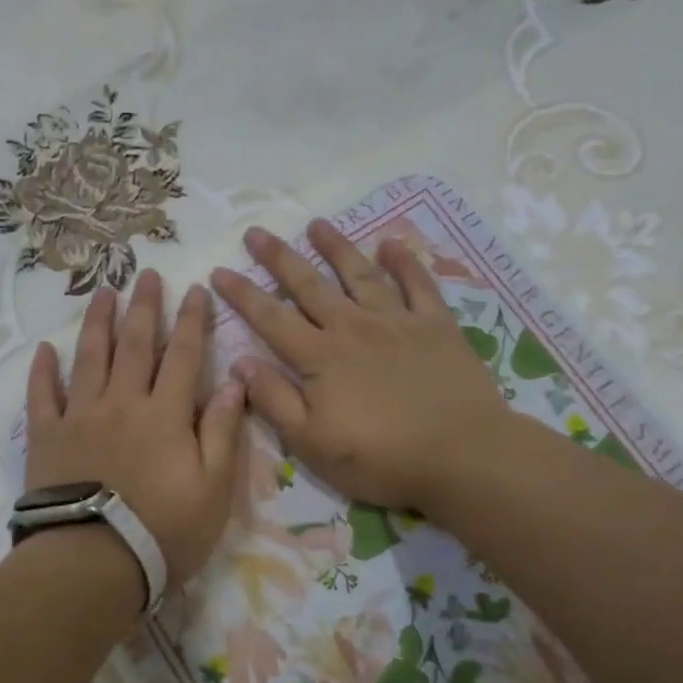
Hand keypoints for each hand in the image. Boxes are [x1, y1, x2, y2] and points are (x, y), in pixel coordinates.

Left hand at [26, 270, 247, 592]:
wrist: (92, 563)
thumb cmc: (163, 530)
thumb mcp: (213, 489)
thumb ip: (224, 432)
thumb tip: (236, 383)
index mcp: (165, 413)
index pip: (183, 355)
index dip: (192, 320)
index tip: (196, 289)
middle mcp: (122, 402)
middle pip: (134, 344)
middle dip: (143, 307)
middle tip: (146, 274)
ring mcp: (80, 416)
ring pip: (89, 357)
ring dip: (97, 322)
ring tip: (102, 292)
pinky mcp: (47, 437)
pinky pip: (42, 395)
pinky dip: (43, 370)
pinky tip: (46, 349)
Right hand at [210, 222, 509, 515]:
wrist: (463, 455)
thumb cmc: (381, 458)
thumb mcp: (312, 443)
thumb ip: (274, 401)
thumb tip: (240, 363)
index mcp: (320, 358)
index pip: (271, 318)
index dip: (242, 294)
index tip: (219, 271)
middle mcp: (353, 328)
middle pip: (309, 285)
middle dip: (279, 258)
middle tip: (257, 232)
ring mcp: (397, 322)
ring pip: (359, 275)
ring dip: (336, 247)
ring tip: (317, 224)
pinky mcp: (436, 326)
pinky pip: (418, 284)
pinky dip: (404, 262)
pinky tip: (391, 243)